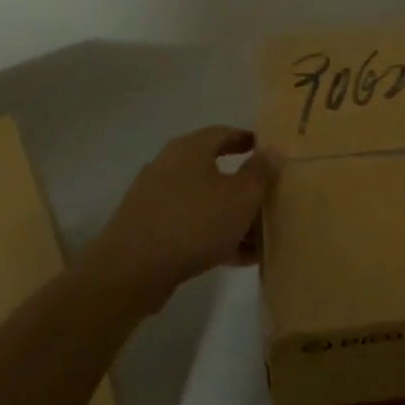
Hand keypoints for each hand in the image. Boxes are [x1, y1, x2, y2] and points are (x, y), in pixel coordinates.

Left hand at [91, 127, 277, 303]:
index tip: (270, 153)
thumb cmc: (193, 223)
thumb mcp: (240, 197)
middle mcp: (169, 166)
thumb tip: (274, 149)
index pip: (224, 133)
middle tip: (269, 197)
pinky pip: (189, 225)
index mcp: (189, 149)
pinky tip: (236, 257)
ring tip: (258, 236)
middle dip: (243, 185)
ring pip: (203, 201)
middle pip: (214, 169)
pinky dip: (213, 234)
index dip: (248, 141)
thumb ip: (260, 172)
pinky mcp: (147, 229)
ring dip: (231, 215)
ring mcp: (155, 198)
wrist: (131, 271)